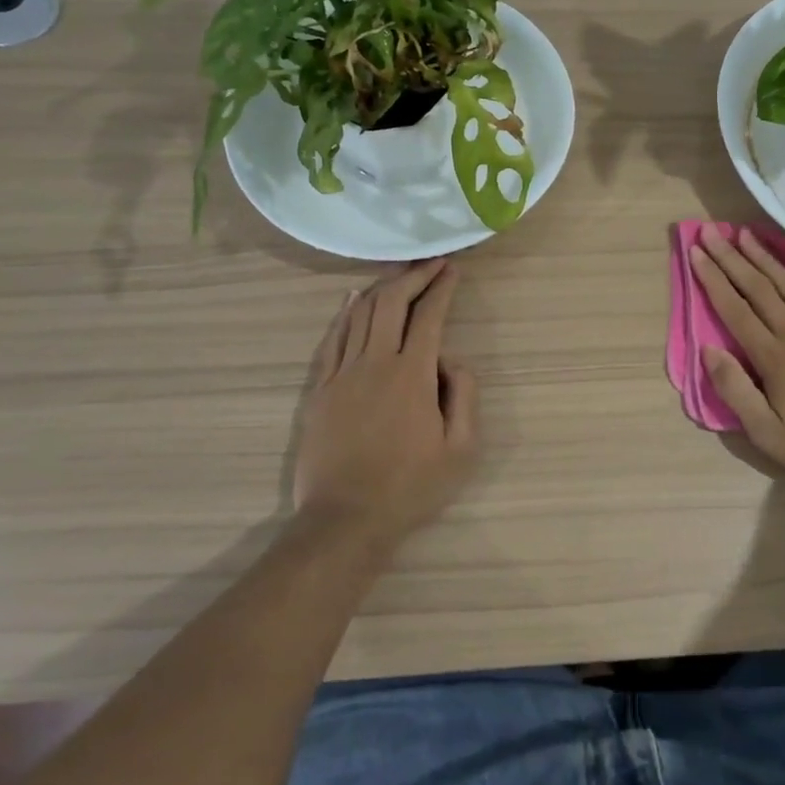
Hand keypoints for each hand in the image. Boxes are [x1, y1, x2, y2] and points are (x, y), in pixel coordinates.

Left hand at [292, 260, 478, 544]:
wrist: (346, 520)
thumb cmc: (410, 487)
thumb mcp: (462, 449)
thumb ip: (465, 395)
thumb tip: (451, 361)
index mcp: (412, 375)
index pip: (429, 316)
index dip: (441, 288)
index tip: (452, 270)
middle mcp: (375, 363)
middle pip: (390, 302)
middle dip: (412, 276)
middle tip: (429, 264)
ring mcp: (341, 375)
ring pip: (358, 314)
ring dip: (380, 287)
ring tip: (398, 274)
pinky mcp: (319, 390)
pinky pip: (332, 339)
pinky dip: (344, 313)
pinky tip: (352, 299)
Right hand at [690, 228, 784, 492]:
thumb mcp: (769, 435)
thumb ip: (736, 391)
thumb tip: (709, 350)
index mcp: (774, 359)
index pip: (735, 310)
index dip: (713, 279)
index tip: (696, 252)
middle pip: (759, 289)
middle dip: (732, 259)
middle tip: (712, 230)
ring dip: (766, 258)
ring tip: (746, 234)